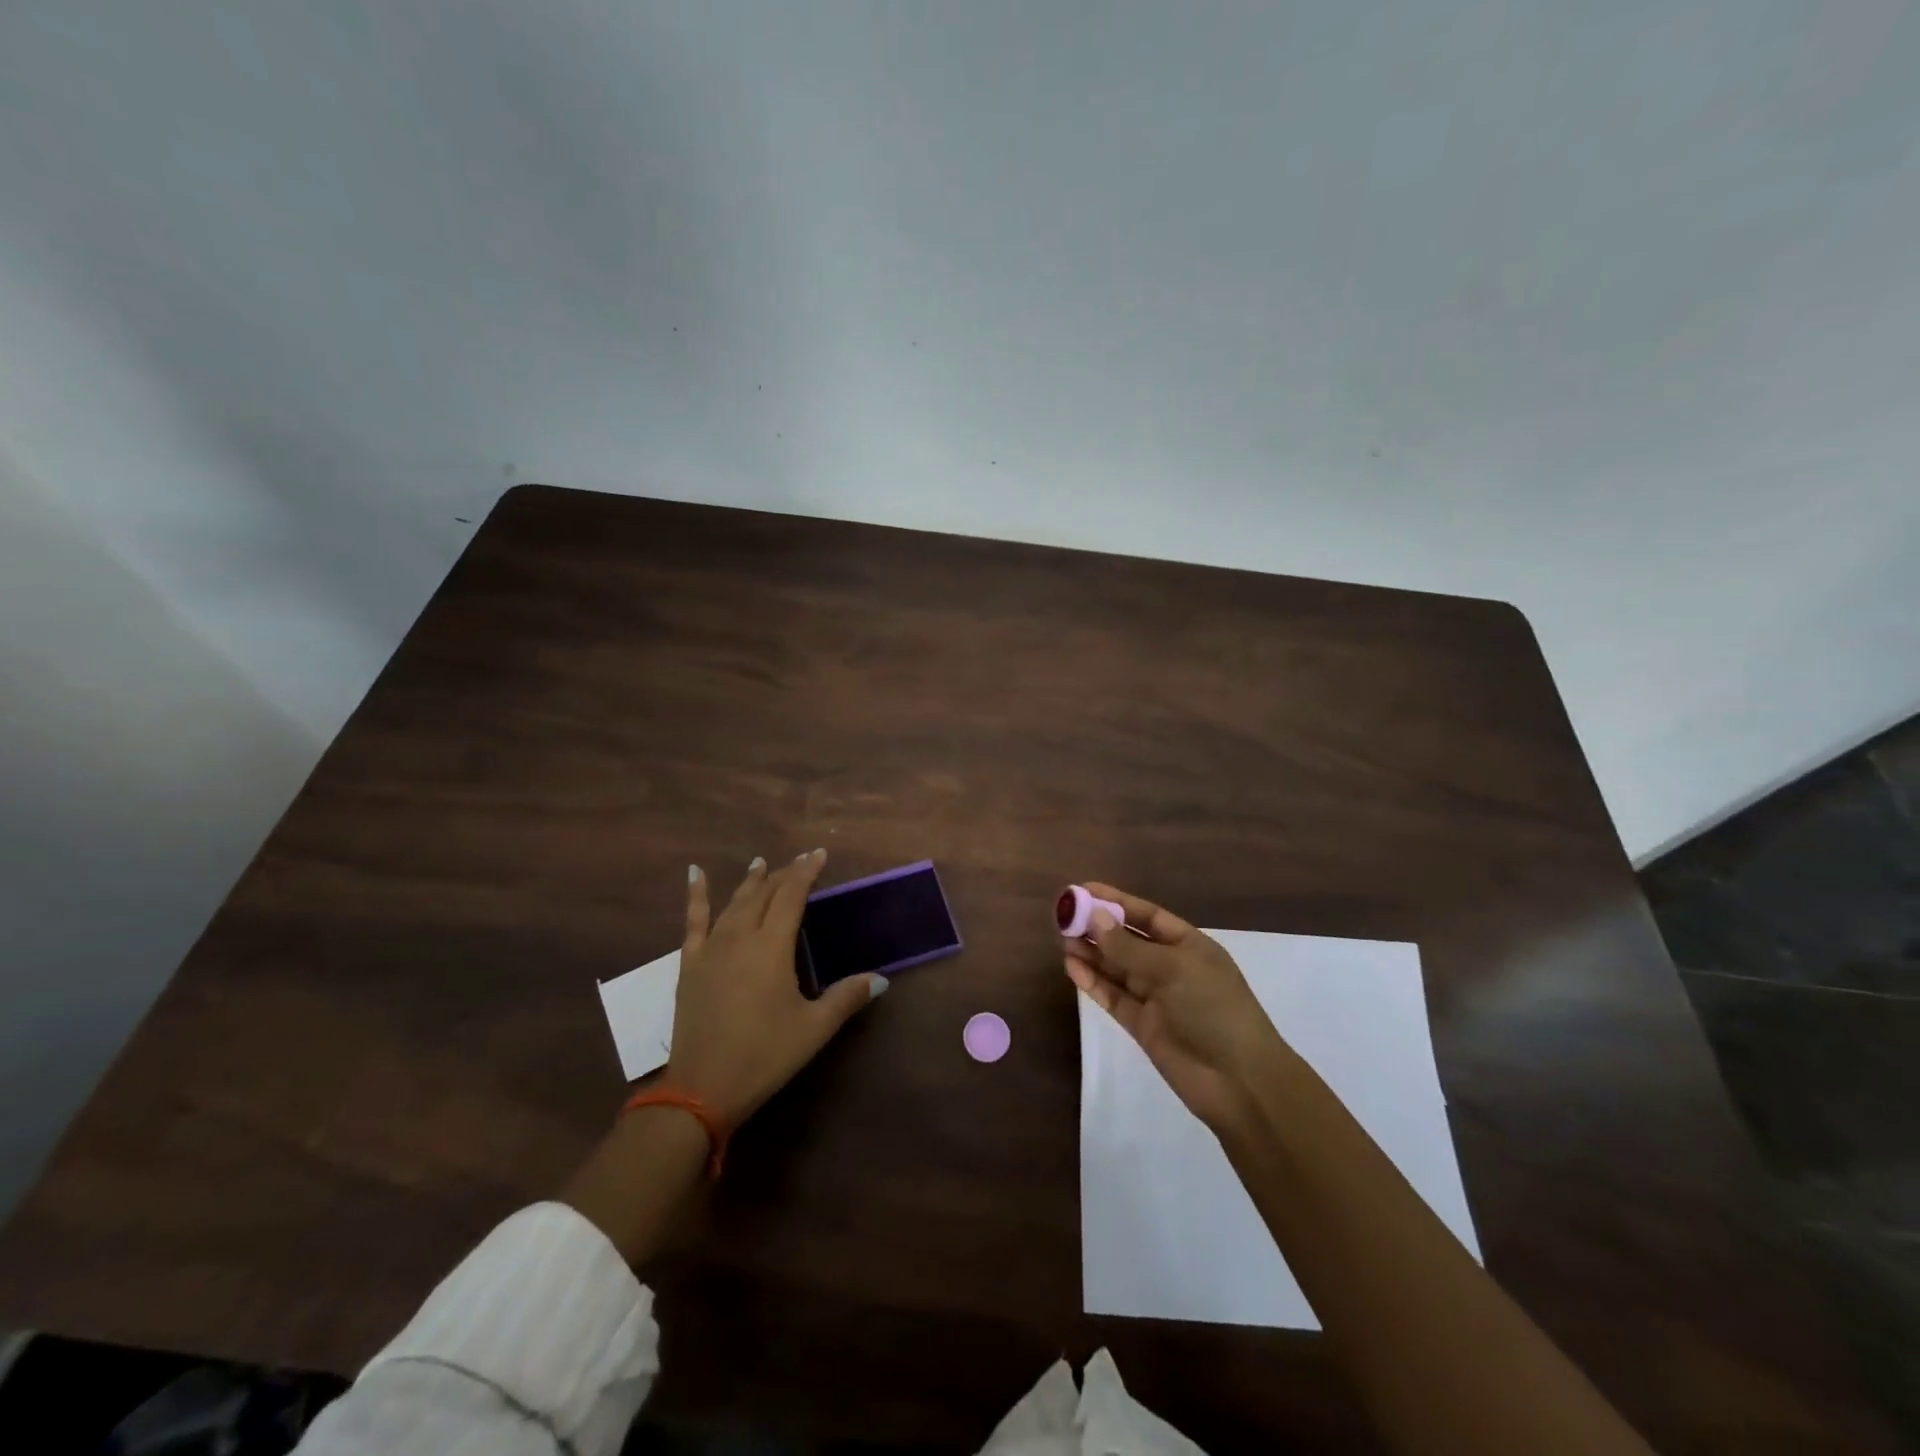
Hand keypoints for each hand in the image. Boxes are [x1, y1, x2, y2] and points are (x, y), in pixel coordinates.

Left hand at [667, 850, 886, 1128]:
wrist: (702, 1089)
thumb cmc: (764, 1055)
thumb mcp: (814, 1029)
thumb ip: (846, 998)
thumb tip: (880, 979)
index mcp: (771, 947)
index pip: (791, 896)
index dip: (806, 872)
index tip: (819, 854)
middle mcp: (740, 937)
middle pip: (763, 894)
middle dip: (783, 875)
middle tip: (799, 862)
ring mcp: (711, 949)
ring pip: (733, 903)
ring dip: (750, 882)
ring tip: (761, 863)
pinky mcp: (690, 964)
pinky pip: (693, 921)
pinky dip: (696, 895)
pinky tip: (696, 874)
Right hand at [1063, 882, 1290, 1130]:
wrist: (1239, 1081)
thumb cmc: (1213, 1009)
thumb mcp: (1173, 969)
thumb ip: (1129, 947)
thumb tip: (1094, 918)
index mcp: (1188, 945)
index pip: (1146, 916)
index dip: (1116, 901)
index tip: (1083, 889)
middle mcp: (1170, 967)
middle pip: (1128, 941)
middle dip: (1098, 927)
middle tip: (1063, 916)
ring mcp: (1156, 998)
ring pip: (1116, 968)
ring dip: (1092, 953)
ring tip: (1062, 939)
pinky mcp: (1142, 1025)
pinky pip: (1113, 996)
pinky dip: (1093, 982)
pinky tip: (1071, 967)